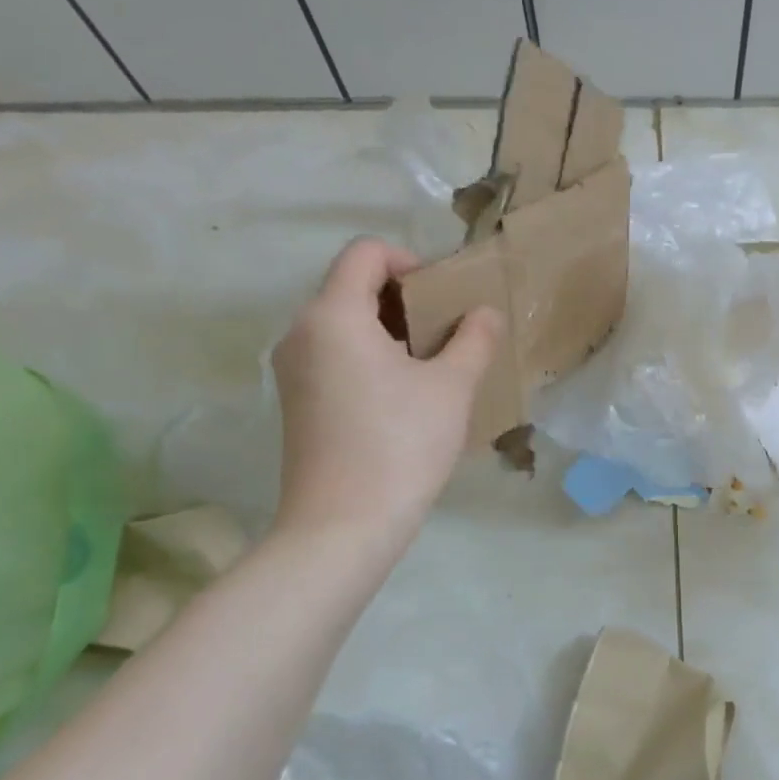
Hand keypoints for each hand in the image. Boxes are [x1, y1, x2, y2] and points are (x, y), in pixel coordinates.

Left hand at [270, 239, 500, 542]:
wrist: (342, 527)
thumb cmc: (401, 444)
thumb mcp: (452, 387)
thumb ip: (474, 339)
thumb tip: (485, 313)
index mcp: (333, 314)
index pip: (366, 253)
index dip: (410, 261)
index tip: (443, 297)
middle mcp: (301, 332)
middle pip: (353, 287)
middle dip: (404, 300)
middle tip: (447, 332)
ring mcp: (293, 370)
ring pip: (345, 325)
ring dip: (391, 332)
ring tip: (433, 366)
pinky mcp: (296, 403)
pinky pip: (335, 357)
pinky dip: (370, 358)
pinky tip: (404, 398)